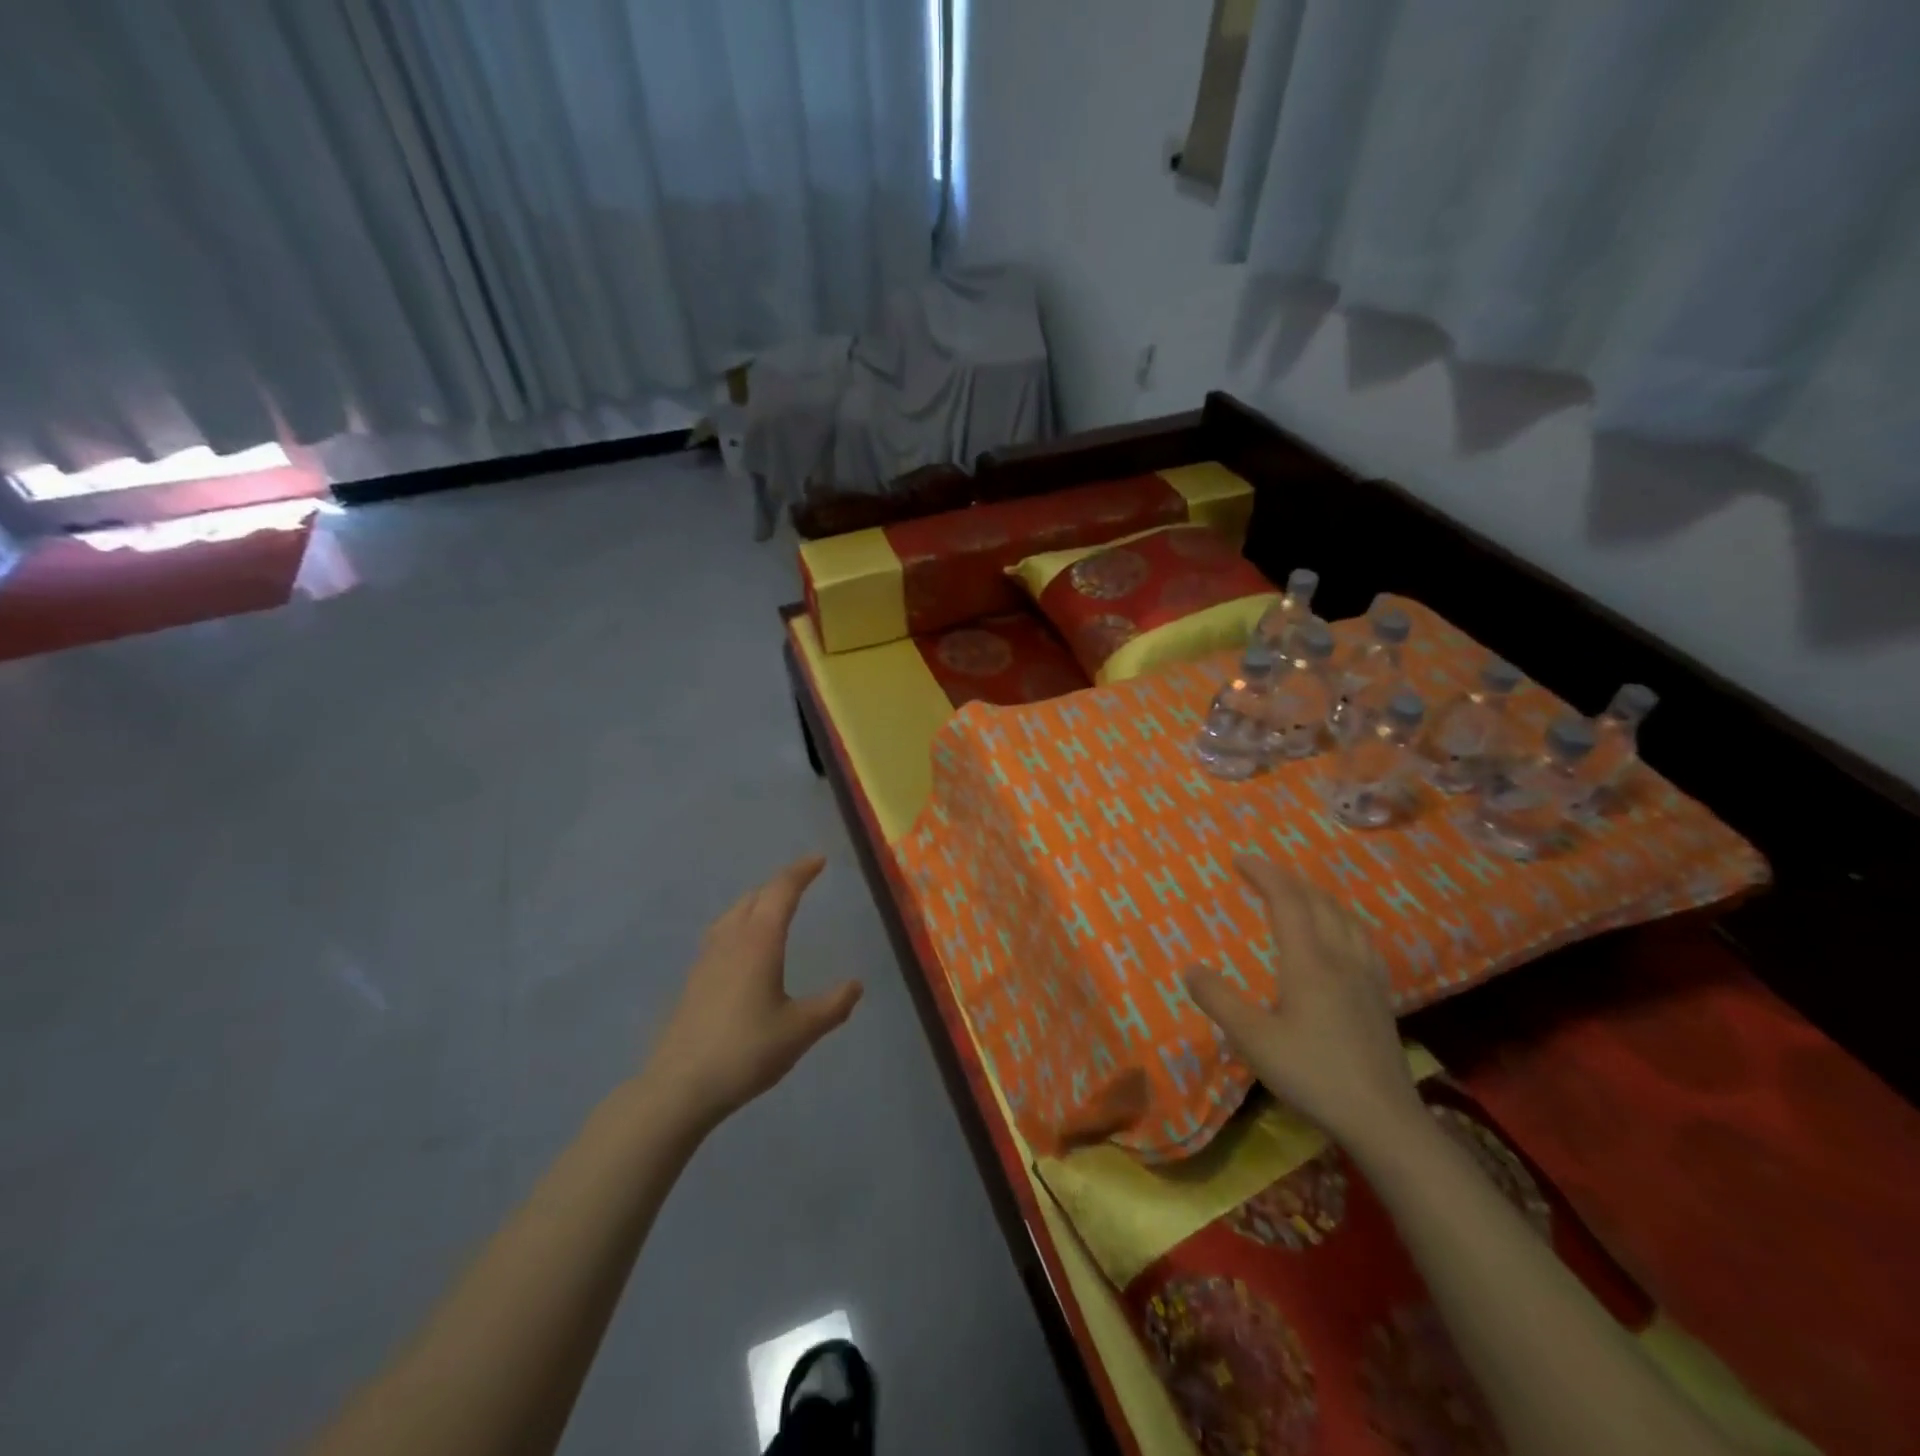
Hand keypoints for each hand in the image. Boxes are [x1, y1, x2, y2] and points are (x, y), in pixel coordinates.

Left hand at [642, 855, 862, 1132]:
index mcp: (759, 942)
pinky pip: (721, 933)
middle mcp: (731, 941)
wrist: (679, 1087)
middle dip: (780, 883)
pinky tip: (742, 945)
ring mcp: (707, 959)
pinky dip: (740, 922)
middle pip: (755, 897)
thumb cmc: (746, 1052)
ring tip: (773, 905)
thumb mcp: (800, 1031)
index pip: (781, 893)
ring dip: (757, 900)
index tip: (819, 860)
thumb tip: (856, 985)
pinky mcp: (694, 980)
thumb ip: (832, 1006)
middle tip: (802, 880)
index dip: (801, 872)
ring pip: (733, 913)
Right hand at [1185, 855, 1420, 1148]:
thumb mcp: (1253, 1040)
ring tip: (1298, 892)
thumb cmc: (1313, 1074)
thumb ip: (1219, 1000)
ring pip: (1344, 917)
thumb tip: (1189, 968)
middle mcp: (1340, 958)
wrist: (1383, 1118)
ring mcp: (1365, 976)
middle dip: (1287, 878)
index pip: (1287, 900)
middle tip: (1261, 870)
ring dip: (1316, 895)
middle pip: (1318, 902)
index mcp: (1308, 961)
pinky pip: (1360, 938)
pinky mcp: (1380, 996)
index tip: (1239, 858)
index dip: (1264, 873)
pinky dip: (1340, 919)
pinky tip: (1340, 935)